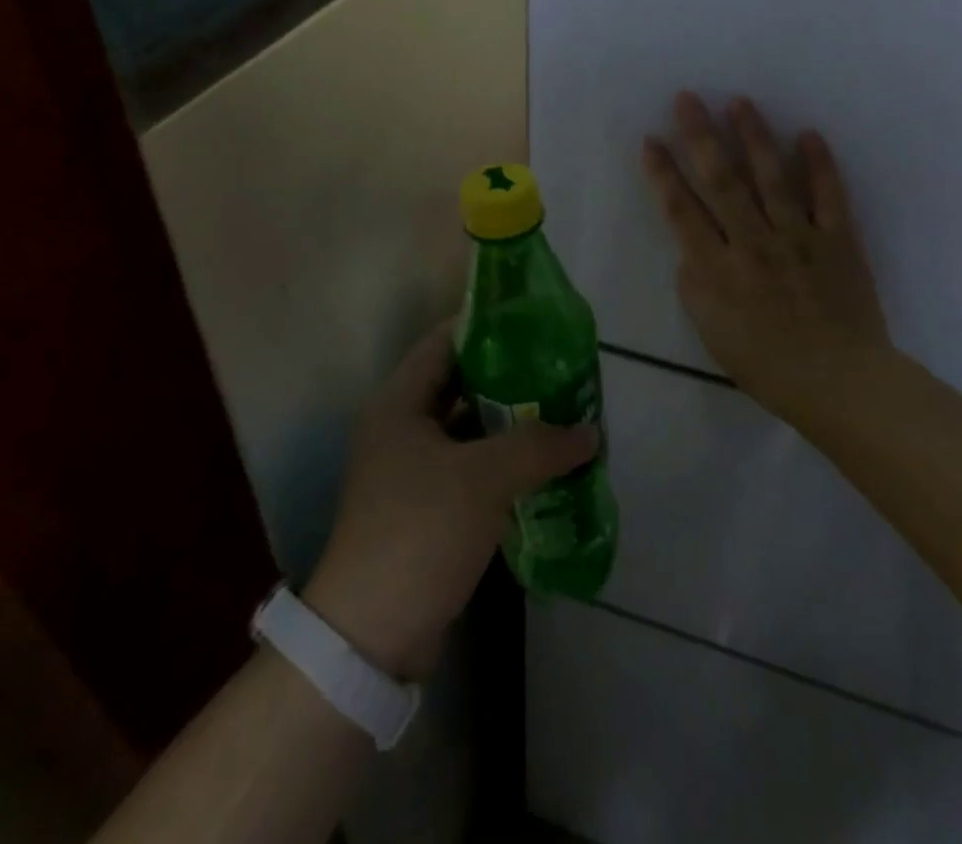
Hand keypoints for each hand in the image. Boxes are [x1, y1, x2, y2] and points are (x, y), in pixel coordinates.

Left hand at [303, 323, 597, 679]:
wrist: (371, 636)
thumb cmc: (420, 531)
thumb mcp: (485, 478)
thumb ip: (539, 445)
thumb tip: (590, 432)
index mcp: (400, 403)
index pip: (445, 341)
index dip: (487, 327)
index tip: (535, 323)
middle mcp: (401, 427)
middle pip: (460, 383)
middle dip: (510, 377)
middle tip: (559, 370)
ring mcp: (411, 470)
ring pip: (468, 428)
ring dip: (510, 422)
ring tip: (561, 412)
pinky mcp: (425, 507)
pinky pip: (470, 467)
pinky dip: (503, 462)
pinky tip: (543, 464)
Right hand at [642, 92, 893, 423]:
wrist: (839, 382)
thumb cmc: (766, 364)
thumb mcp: (711, 332)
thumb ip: (695, 284)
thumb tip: (692, 248)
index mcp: (718, 269)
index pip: (681, 211)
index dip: (663, 174)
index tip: (650, 140)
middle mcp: (753, 244)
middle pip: (722, 182)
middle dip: (701, 136)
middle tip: (688, 98)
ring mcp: (798, 238)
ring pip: (772, 178)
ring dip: (754, 137)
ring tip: (740, 101)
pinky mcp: (838, 240)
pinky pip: (829, 197)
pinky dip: (820, 165)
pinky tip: (808, 134)